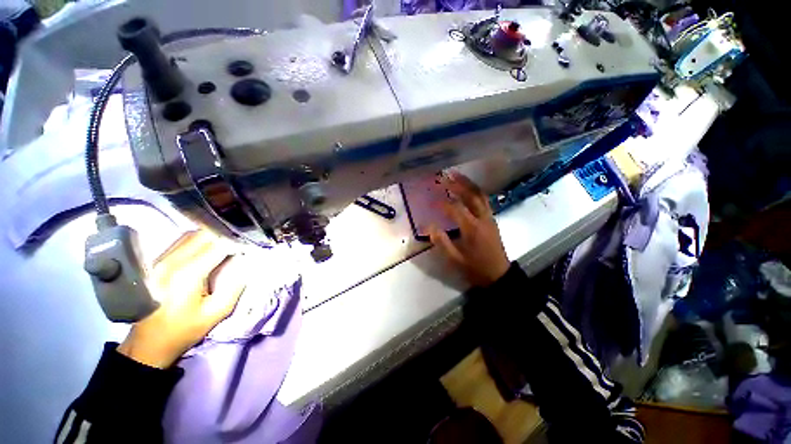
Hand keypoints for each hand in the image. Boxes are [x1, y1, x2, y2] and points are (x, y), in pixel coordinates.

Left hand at [117, 230, 246, 367]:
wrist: (148, 342)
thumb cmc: (184, 329)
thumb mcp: (217, 312)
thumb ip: (236, 285)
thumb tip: (246, 262)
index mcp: (187, 274)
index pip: (218, 245)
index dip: (237, 242)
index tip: (250, 245)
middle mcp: (171, 261)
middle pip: (204, 235)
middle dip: (226, 236)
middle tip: (241, 243)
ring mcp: (160, 260)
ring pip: (192, 235)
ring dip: (213, 236)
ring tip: (228, 243)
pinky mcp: (156, 262)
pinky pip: (182, 241)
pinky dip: (199, 240)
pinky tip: (209, 247)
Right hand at [428, 171, 509, 287]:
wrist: (499, 275)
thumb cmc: (475, 268)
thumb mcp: (455, 259)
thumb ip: (441, 242)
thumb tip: (429, 226)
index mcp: (472, 228)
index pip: (456, 208)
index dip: (442, 203)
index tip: (431, 200)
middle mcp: (482, 218)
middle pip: (471, 195)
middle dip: (458, 184)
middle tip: (446, 175)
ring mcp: (489, 218)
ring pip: (480, 195)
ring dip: (468, 184)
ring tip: (457, 175)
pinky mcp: (492, 220)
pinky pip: (484, 200)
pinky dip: (475, 191)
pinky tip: (468, 189)